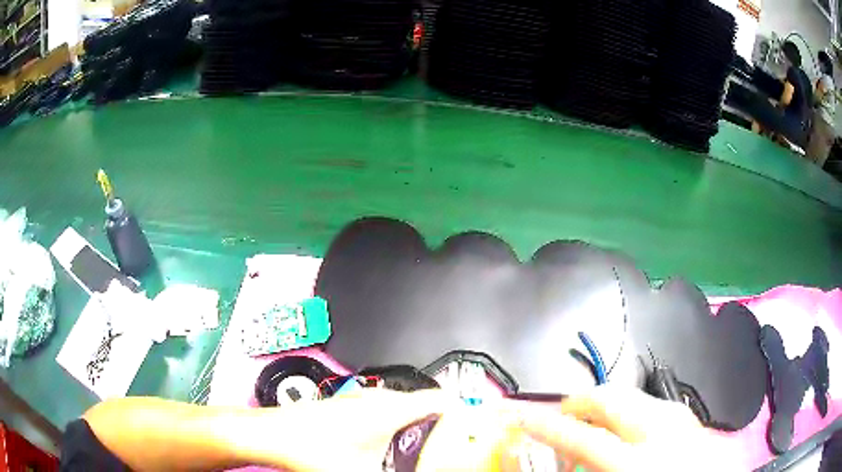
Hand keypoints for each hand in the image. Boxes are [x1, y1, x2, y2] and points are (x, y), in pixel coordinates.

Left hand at [251, 389, 457, 470]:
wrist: (274, 435)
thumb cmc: (315, 450)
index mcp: (391, 409)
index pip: (442, 400)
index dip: (465, 410)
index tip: (478, 424)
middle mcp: (379, 397)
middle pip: (425, 403)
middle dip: (443, 424)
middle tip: (453, 445)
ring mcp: (362, 398)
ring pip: (404, 406)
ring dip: (419, 424)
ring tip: (425, 448)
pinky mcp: (349, 404)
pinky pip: (385, 409)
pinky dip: (397, 424)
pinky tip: (389, 445)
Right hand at [505, 387, 734, 471]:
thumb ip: (586, 470)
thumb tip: (561, 458)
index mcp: (635, 462)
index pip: (579, 436)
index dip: (545, 425)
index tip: (521, 416)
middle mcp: (662, 433)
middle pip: (612, 400)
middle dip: (580, 401)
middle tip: (561, 414)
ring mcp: (681, 421)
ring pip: (635, 396)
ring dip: (607, 404)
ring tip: (593, 421)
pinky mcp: (691, 421)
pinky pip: (656, 404)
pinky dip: (635, 409)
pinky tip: (630, 425)